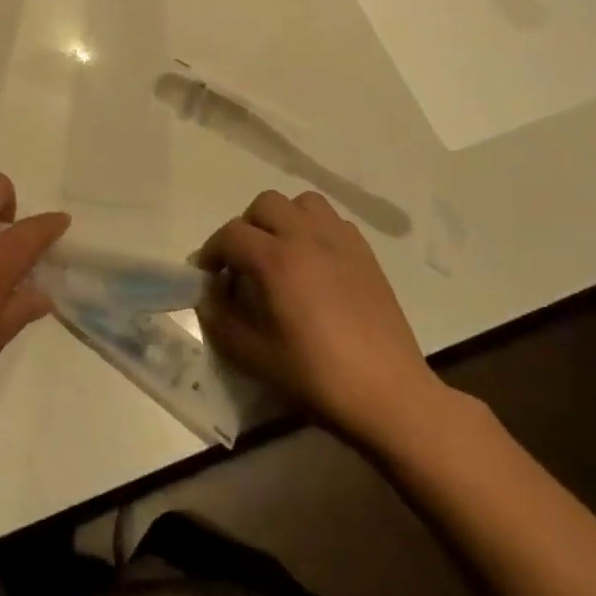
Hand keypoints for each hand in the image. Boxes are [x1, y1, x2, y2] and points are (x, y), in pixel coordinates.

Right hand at [197, 189, 453, 447]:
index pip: (231, 234)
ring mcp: (340, 241)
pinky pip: (332, 220)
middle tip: (243, 263)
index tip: (207, 275)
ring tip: (280, 252)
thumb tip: (208, 298)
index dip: (211, 251)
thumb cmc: (317, 376)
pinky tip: (314, 262)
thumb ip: (221, 321)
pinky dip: (314, 229)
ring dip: (282, 219)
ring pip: (302, 202)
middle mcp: (306, 237)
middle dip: (246, 228)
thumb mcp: (254, 356)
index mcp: (277, 260)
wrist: (388, 393)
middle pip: (265, 204)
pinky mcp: (365, 253)